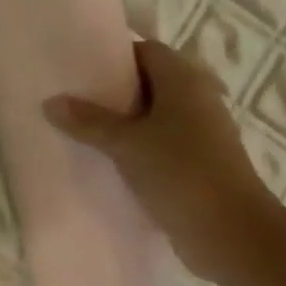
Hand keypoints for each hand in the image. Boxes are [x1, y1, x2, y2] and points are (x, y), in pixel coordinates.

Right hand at [44, 39, 285, 282]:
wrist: (234, 235)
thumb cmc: (181, 173)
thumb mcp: (126, 144)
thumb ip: (88, 121)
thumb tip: (50, 101)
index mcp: (183, 80)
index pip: (145, 50)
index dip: (113, 55)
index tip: (79, 67)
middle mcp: (197, 98)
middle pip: (149, 82)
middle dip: (113, 90)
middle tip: (73, 97)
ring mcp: (202, 132)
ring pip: (154, 115)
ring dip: (124, 121)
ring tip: (82, 128)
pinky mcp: (200, 162)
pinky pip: (162, 143)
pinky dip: (138, 146)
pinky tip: (108, 160)